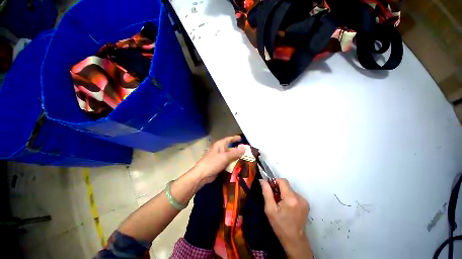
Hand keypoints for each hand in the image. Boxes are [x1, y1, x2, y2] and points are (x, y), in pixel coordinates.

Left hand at [193, 135, 244, 186]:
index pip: (229, 139)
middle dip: (238, 150)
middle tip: (247, 152)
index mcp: (220, 145)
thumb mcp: (225, 157)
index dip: (235, 138)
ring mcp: (220, 157)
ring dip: (236, 158)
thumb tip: (244, 148)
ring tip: (246, 159)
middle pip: (231, 148)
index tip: (241, 138)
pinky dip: (233, 163)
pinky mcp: (220, 164)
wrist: (202, 175)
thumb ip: (235, 153)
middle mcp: (220, 150)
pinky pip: (228, 162)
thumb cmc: (213, 162)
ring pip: (230, 156)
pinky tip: (239, 165)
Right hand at [261, 178, 312, 257]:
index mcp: (291, 198)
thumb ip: (266, 192)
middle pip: (286, 185)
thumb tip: (262, 180)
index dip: (274, 181)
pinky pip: (294, 195)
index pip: (282, 181)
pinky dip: (288, 197)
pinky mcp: (306, 204)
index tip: (269, 188)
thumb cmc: (280, 225)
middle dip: (278, 188)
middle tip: (273, 198)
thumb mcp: (269, 209)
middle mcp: (300, 197)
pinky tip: (286, 207)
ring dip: (283, 193)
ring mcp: (304, 201)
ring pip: (290, 190)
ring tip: (280, 204)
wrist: (294, 240)